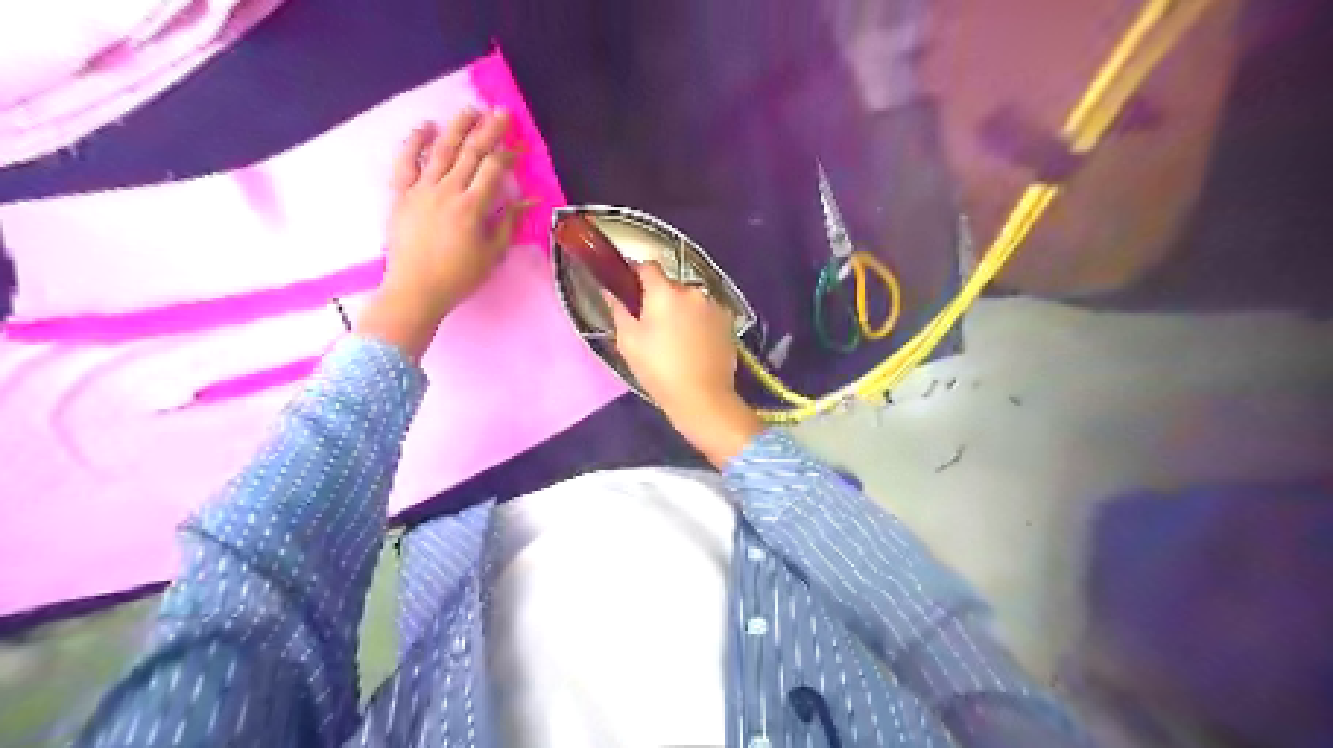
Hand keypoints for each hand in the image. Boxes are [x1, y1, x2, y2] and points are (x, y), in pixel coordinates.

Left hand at [362, 105, 533, 359]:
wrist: (415, 290)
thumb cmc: (459, 276)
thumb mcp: (492, 253)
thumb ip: (508, 223)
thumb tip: (527, 200)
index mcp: (472, 207)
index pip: (494, 169)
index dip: (509, 154)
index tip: (520, 145)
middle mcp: (447, 190)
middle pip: (470, 152)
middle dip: (488, 130)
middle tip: (501, 113)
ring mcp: (421, 189)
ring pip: (441, 150)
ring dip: (457, 127)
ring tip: (470, 110)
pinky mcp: (401, 194)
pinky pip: (406, 162)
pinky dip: (414, 142)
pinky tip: (426, 127)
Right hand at [605, 261, 759, 463]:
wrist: (703, 398)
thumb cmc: (659, 370)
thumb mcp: (629, 342)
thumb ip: (618, 310)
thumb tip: (609, 291)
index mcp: (665, 292)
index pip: (647, 266)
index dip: (636, 273)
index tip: (629, 288)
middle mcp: (692, 291)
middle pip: (671, 286)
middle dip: (660, 299)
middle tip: (651, 324)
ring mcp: (714, 306)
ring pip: (691, 300)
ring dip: (682, 311)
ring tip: (676, 339)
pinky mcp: (728, 322)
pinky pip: (707, 314)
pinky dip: (699, 322)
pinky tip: (695, 345)